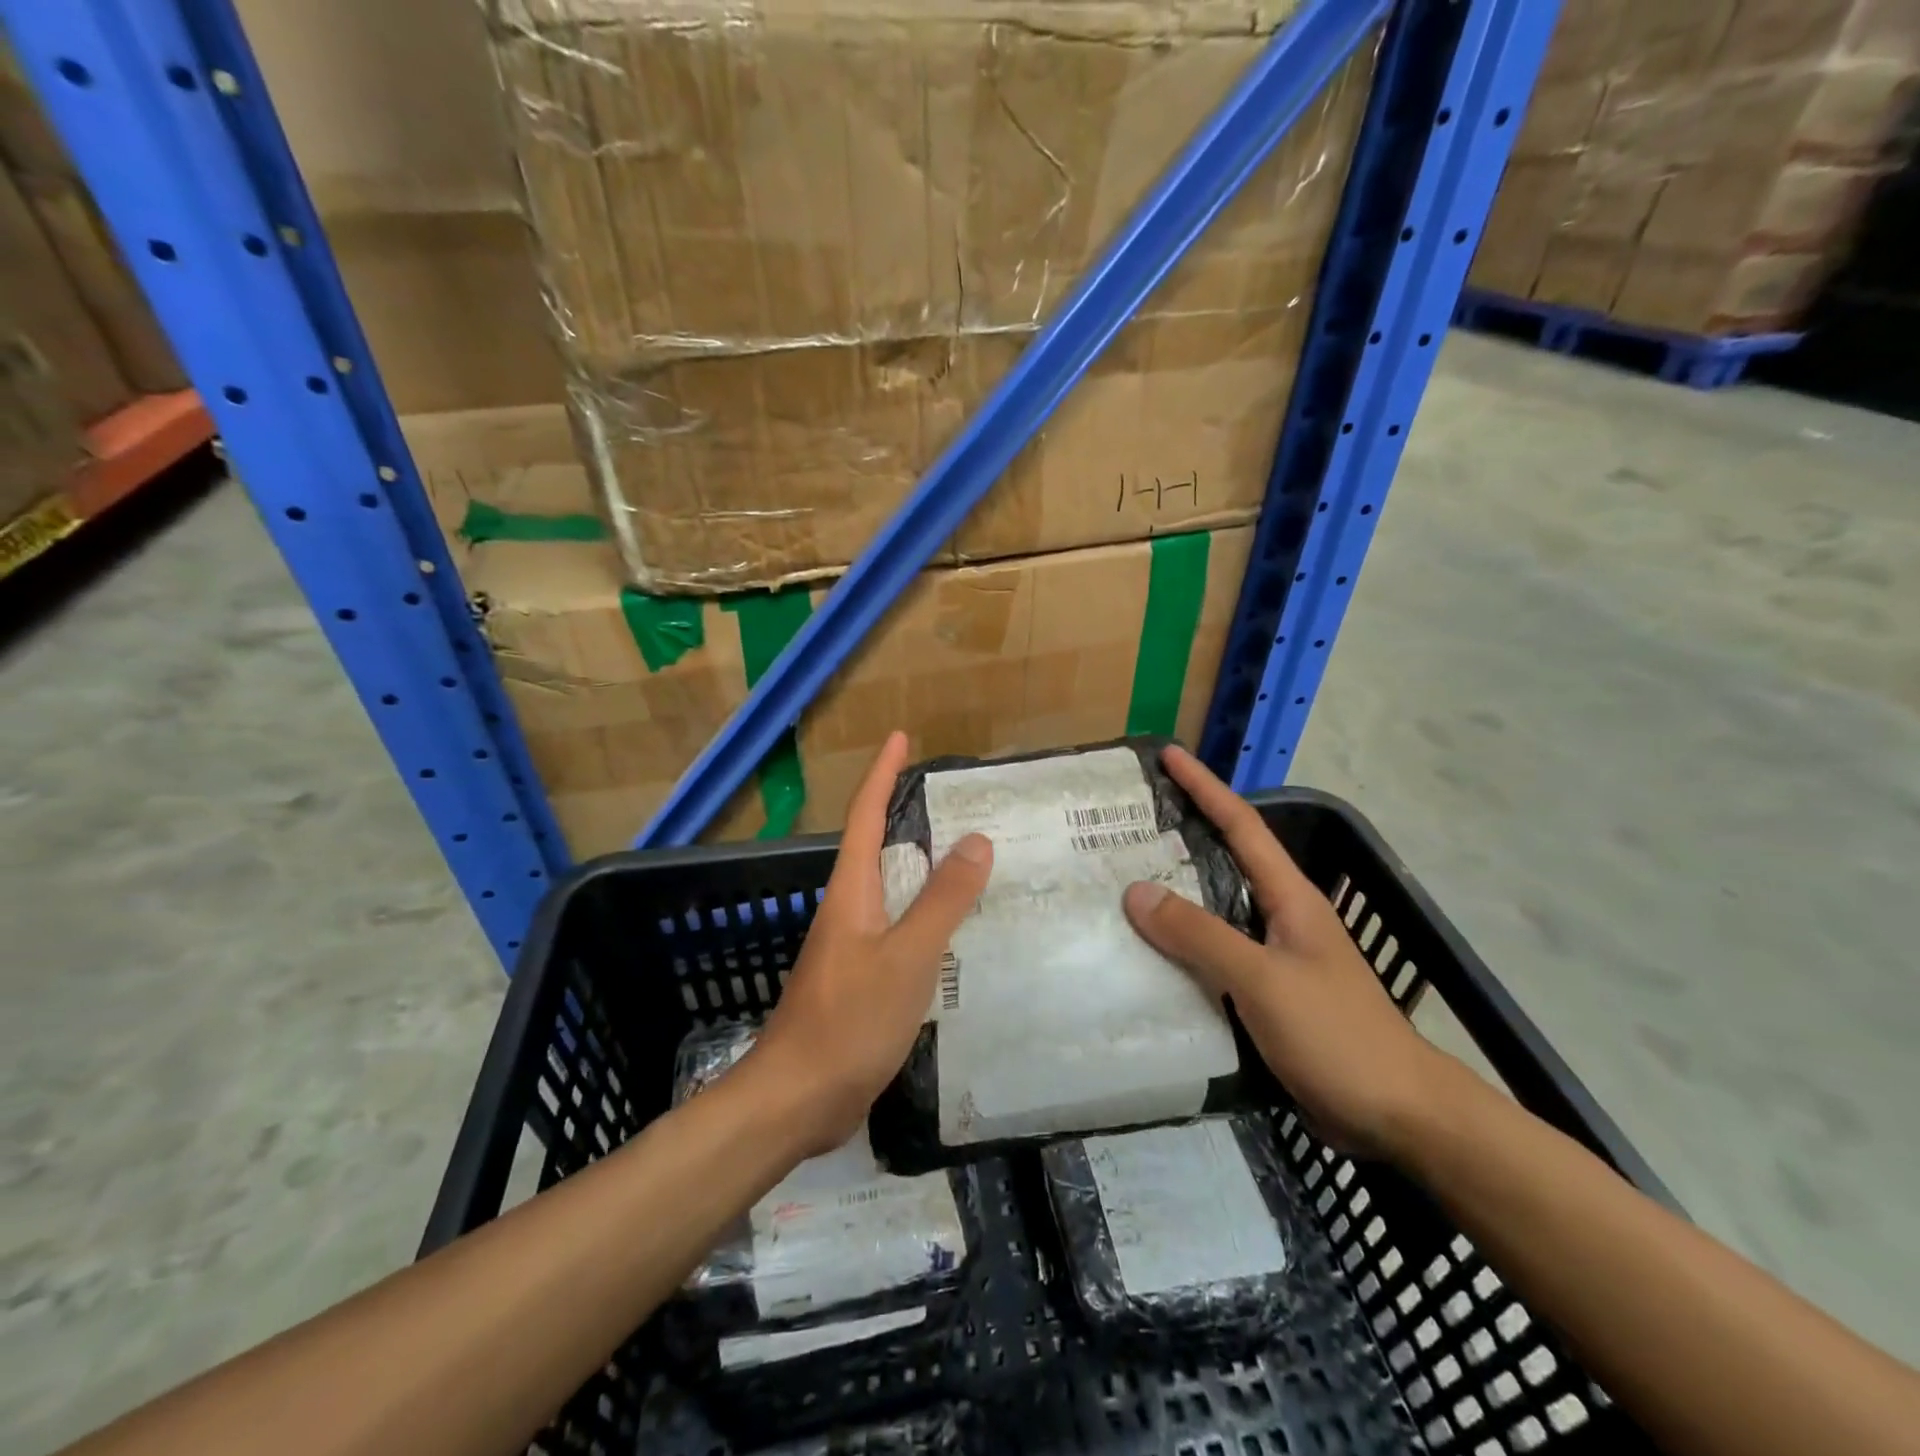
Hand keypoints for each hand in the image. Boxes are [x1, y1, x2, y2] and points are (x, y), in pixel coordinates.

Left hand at [746, 731, 992, 1154]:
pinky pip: (896, 926)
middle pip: (874, 845)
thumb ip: (942, 901)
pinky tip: (947, 926)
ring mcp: (850, 946)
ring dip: (917, 864)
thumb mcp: (907, 957)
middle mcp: (846, 909)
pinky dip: (922, 910)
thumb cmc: (849, 1021)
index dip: (882, 773)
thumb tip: (976, 840)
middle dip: (901, 811)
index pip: (866, 815)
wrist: (797, 1099)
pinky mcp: (859, 979)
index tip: (899, 737)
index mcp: (851, 892)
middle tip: (949, 796)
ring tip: (961, 854)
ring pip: (887, 888)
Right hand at [1122, 745, 1453, 1158]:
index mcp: (1289, 898)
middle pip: (1223, 861)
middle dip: (1180, 835)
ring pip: (1214, 912)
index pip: (1241, 825)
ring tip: (1121, 884)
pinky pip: (1213, 956)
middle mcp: (1280, 917)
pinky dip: (1180, 947)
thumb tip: (1136, 892)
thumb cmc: (1337, 1036)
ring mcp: (1274, 957)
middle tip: (1125, 824)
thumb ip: (1200, 935)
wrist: (1400, 1116)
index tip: (1168, 756)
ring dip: (1174, 896)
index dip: (1205, 787)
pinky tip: (1147, 956)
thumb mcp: (1263, 980)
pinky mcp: (1266, 995)